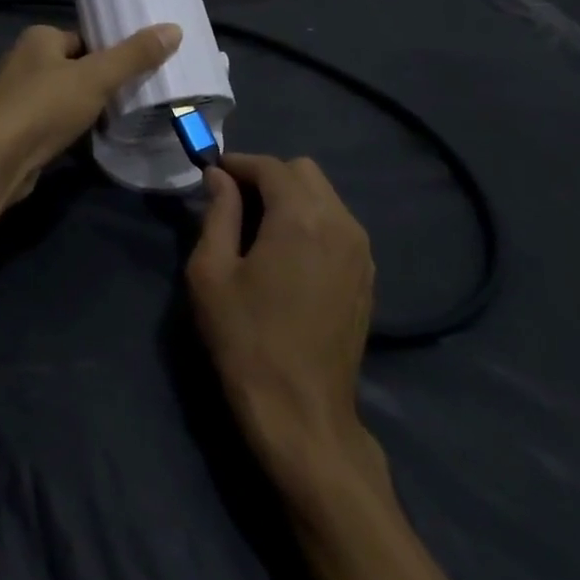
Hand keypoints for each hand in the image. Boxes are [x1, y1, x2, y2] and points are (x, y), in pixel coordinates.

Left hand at [0, 23, 180, 204]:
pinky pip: (54, 122)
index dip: (111, 51)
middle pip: (75, 67)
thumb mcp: (96, 77)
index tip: (140, 66)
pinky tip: (93, 140)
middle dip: (101, 81)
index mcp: (39, 38)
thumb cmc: (44, 106)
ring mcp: (18, 97)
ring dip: (87, 107)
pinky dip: (72, 129)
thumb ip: (134, 55)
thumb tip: (174, 28)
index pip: (84, 38)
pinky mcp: (17, 129)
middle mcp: (24, 61)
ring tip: (123, 118)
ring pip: (65, 97)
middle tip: (138, 94)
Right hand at [187, 153, 375, 486]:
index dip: (237, 164)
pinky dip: (311, 220)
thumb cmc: (247, 339)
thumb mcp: (212, 272)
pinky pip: (338, 224)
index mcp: (300, 217)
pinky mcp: (367, 275)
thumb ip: (217, 212)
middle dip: (267, 177)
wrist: (302, 415)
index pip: (269, 166)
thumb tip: (219, 177)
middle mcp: (340, 222)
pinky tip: (287, 254)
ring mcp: (360, 250)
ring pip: (324, 195)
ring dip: (290, 198)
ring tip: (259, 229)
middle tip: (235, 204)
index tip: (212, 175)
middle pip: (302, 171)